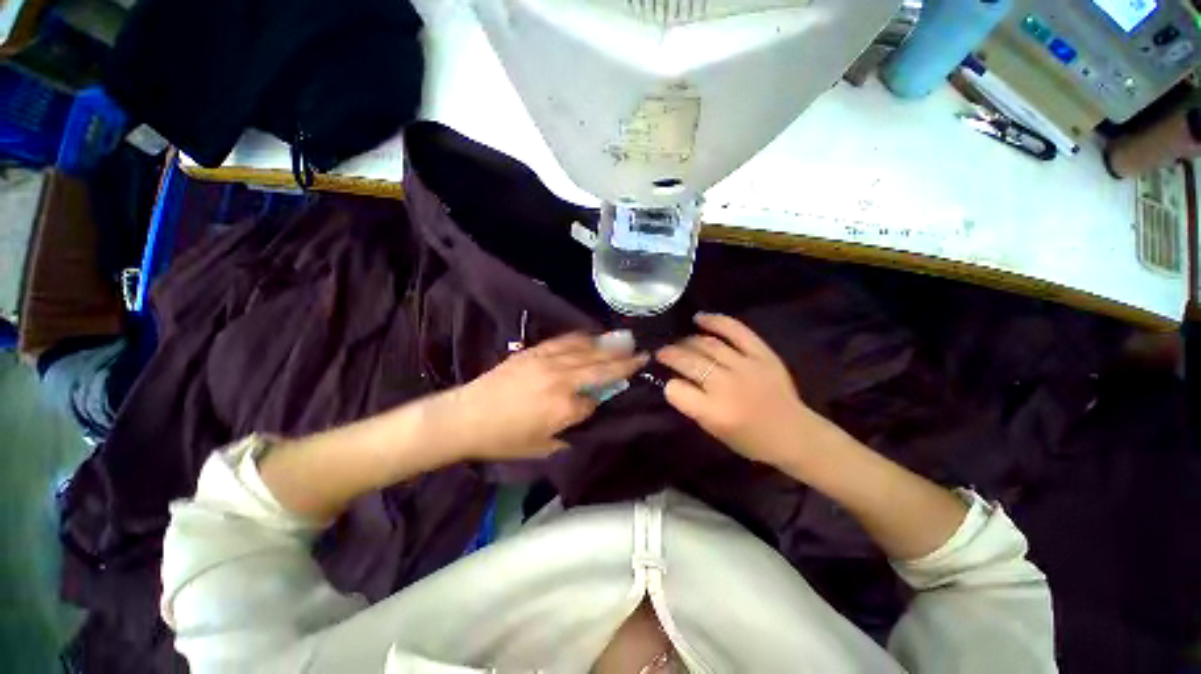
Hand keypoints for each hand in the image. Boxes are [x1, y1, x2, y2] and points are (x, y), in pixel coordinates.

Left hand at [429, 331, 647, 461]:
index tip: (607, 401)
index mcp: (564, 408)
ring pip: (587, 351)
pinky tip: (593, 335)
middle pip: (600, 368)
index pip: (594, 402)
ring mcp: (548, 362)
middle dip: (624, 362)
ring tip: (626, 340)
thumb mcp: (542, 448)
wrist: (465, 416)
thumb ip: (571, 432)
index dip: (601, 403)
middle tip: (644, 354)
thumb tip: (588, 413)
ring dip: (608, 346)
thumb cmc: (503, 439)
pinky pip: (565, 341)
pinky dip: (583, 338)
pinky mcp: (535, 352)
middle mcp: (561, 380)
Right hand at [656, 313, 826, 466]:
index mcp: (714, 412)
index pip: (676, 390)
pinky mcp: (762, 353)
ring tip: (678, 341)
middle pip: (689, 362)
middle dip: (670, 354)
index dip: (669, 385)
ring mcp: (746, 366)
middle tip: (661, 352)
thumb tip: (675, 380)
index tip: (668, 382)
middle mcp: (727, 386)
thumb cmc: (751, 439)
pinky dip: (715, 321)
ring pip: (707, 344)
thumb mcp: (714, 431)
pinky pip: (735, 331)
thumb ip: (692, 406)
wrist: (794, 434)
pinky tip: (699, 318)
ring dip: (687, 340)